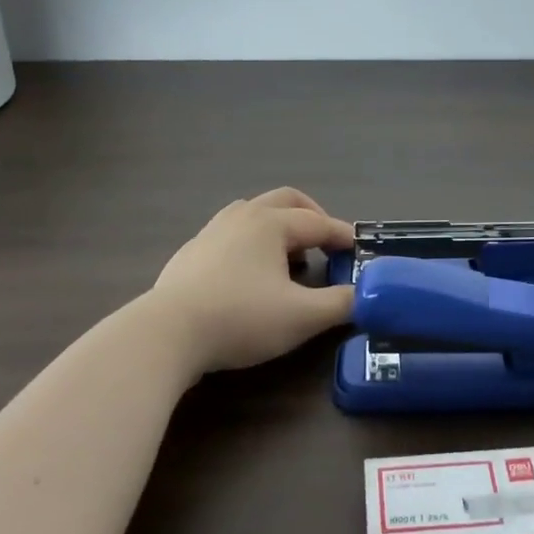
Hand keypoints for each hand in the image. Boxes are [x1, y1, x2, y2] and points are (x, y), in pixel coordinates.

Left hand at [149, 188, 356, 373]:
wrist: (167, 333)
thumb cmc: (241, 318)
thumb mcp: (302, 317)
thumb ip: (341, 304)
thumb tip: (366, 296)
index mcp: (272, 223)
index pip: (319, 223)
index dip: (343, 236)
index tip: (360, 250)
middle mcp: (242, 216)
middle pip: (285, 200)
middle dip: (312, 216)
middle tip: (326, 242)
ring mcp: (211, 231)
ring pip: (254, 212)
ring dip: (279, 226)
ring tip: (288, 257)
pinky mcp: (190, 253)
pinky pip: (231, 233)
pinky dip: (251, 242)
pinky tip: (249, 274)